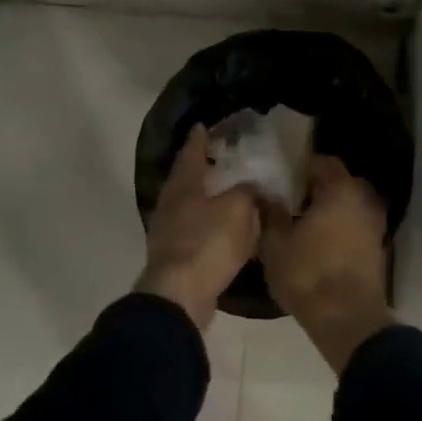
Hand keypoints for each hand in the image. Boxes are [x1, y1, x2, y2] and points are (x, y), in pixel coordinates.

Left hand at [137, 125, 260, 328]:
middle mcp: (171, 204)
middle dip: (202, 167)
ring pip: (191, 205)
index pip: (191, 153)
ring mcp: (169, 232)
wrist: (180, 295)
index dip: (199, 138)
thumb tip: (252, 187)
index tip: (203, 125)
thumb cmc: (208, 242)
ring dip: (207, 197)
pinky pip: (197, 231)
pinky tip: (225, 228)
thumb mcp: (238, 209)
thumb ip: (247, 192)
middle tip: (220, 157)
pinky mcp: (176, 256)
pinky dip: (210, 224)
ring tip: (228, 192)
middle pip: (186, 179)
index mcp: (183, 185)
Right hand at [261, 155, 392, 371]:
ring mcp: (375, 224)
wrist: (347, 319)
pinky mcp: (379, 248)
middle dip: (320, 187)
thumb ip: (271, 213)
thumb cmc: (308, 274)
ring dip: (333, 209)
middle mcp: (364, 200)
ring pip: (351, 205)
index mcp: (341, 190)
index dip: (303, 167)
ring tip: (306, 223)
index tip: (285, 178)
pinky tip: (323, 242)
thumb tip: (266, 193)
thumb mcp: (276, 244)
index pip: (324, 163)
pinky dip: (343, 228)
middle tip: (294, 200)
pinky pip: (357, 226)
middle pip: (341, 182)